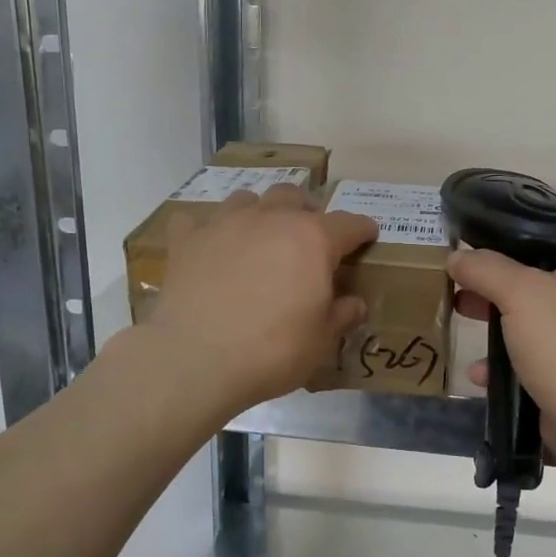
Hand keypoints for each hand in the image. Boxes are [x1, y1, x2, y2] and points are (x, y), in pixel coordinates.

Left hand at [147, 184, 377, 414]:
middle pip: (294, 196)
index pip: (348, 224)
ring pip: (247, 199)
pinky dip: (205, 230)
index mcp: (312, 239)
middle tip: (310, 237)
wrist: (195, 360)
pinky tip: (207, 247)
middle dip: (307, 211)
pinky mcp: (187, 240)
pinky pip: (195, 221)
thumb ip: (341, 315)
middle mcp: (270, 219)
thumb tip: (354, 303)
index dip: (362, 229)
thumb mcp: (320, 341)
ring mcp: (224, 224)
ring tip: (259, 237)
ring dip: (259, 213)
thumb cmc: (271, 351)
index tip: (368, 236)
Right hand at [447, 181, 555, 456]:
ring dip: (501, 303)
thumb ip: (486, 268)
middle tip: (480, 248)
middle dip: (515, 255)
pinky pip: (533, 346)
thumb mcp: (523, 294)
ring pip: (539, 304)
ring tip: (463, 302)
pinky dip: (506, 350)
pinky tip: (476, 365)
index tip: (555, 185)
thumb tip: (457, 258)